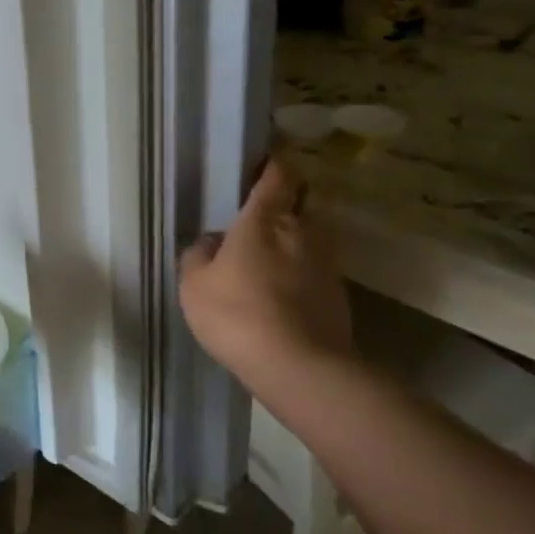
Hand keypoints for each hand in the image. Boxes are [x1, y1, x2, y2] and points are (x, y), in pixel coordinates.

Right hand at [179, 159, 353, 391]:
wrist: (299, 367)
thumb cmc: (237, 314)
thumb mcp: (194, 285)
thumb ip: (198, 255)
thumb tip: (212, 242)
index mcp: (264, 219)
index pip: (278, 175)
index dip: (272, 166)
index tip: (261, 167)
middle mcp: (302, 230)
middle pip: (300, 203)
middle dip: (284, 205)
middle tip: (257, 221)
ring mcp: (327, 262)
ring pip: (311, 237)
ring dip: (294, 241)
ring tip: (269, 261)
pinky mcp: (340, 293)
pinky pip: (317, 268)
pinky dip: (302, 272)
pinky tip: (283, 294)